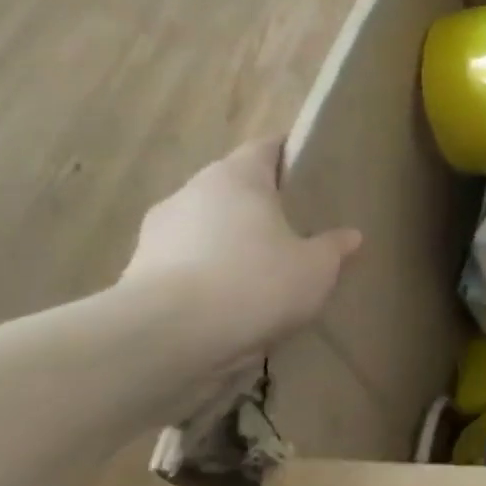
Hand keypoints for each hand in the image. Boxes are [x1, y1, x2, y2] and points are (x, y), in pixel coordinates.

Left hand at [120, 138, 359, 367]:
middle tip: (295, 228)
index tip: (313, 175)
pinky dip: (206, 275)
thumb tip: (349, 235)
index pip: (267, 147)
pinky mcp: (137, 271)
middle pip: (234, 187)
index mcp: (237, 176)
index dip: (291, 156)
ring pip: (207, 226)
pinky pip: (185, 263)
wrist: (165, 338)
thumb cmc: (254, 282)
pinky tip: (229, 303)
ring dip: (230, 242)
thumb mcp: (316, 268)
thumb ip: (333, 247)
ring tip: (261, 273)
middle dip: (262, 205)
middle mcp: (193, 191)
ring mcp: (158, 231)